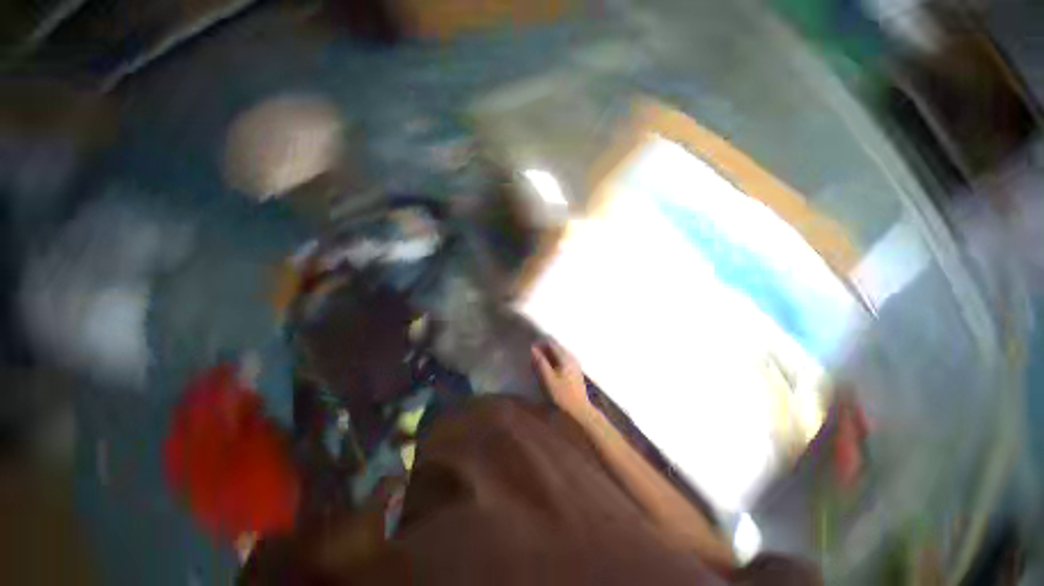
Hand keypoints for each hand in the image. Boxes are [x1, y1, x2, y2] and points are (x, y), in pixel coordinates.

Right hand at [532, 341, 590, 416]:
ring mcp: (574, 364)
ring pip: (559, 353)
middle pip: (555, 346)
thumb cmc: (562, 396)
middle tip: (531, 353)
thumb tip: (532, 348)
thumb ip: (540, 362)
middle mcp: (571, 357)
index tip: (528, 347)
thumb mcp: (547, 379)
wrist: (579, 412)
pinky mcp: (574, 371)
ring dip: (548, 354)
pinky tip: (547, 367)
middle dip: (543, 347)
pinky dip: (553, 359)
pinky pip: (562, 359)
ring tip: (537, 359)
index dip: (539, 343)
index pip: (550, 342)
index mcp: (565, 357)